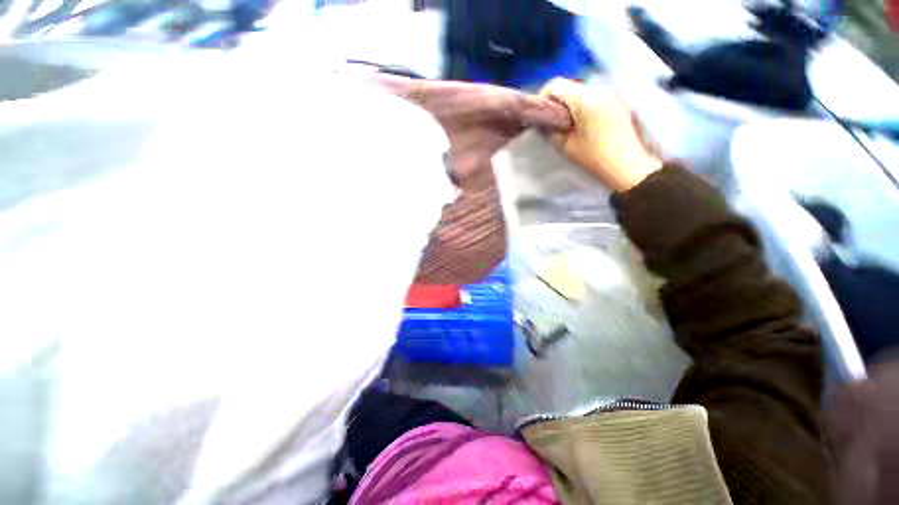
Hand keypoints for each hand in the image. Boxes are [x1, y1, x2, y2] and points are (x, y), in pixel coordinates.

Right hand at [539, 78, 662, 191]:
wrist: (627, 164)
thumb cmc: (594, 157)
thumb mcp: (565, 146)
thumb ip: (550, 131)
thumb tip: (543, 123)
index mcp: (585, 98)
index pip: (557, 84)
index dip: (543, 97)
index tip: (540, 114)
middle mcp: (599, 88)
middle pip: (570, 86)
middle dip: (557, 102)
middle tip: (552, 122)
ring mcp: (611, 93)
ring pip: (581, 91)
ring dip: (570, 104)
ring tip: (567, 125)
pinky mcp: (617, 100)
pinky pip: (594, 96)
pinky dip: (583, 105)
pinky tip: (582, 123)